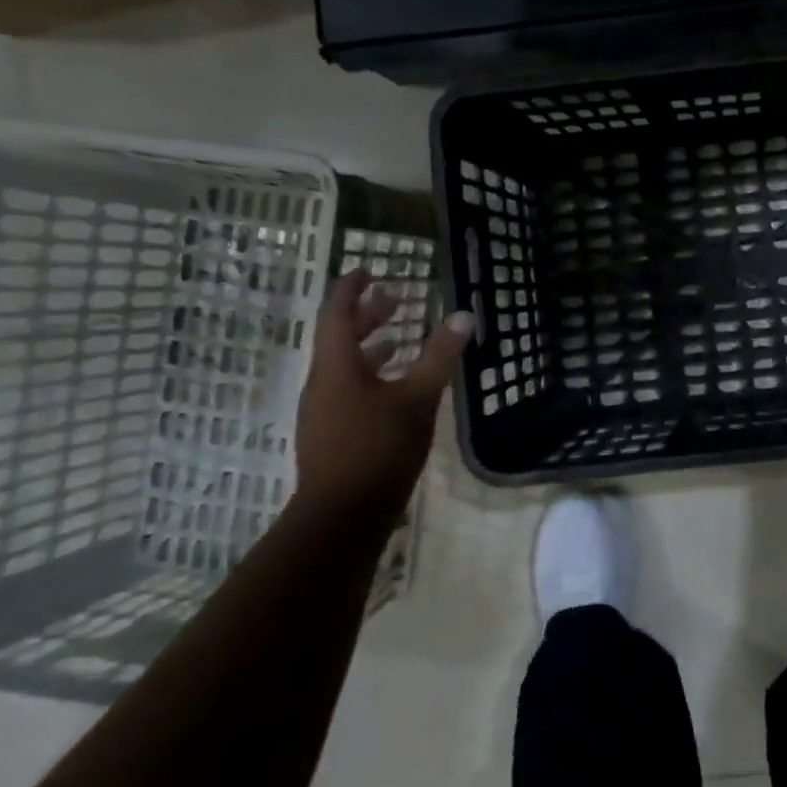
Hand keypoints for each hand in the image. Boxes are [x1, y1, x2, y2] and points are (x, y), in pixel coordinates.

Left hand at [294, 270, 473, 517]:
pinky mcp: (331, 434)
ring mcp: (323, 412)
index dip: (351, 289)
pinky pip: (347, 389)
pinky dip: (369, 375)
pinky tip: (394, 388)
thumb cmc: (379, 448)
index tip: (368, 271)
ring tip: (396, 338)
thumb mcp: (418, 398)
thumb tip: (464, 316)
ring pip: (343, 366)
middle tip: (394, 299)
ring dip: (368, 347)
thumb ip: (440, 356)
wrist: (343, 515)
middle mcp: (322, 384)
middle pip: (338, 339)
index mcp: (336, 368)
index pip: (336, 314)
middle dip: (365, 316)